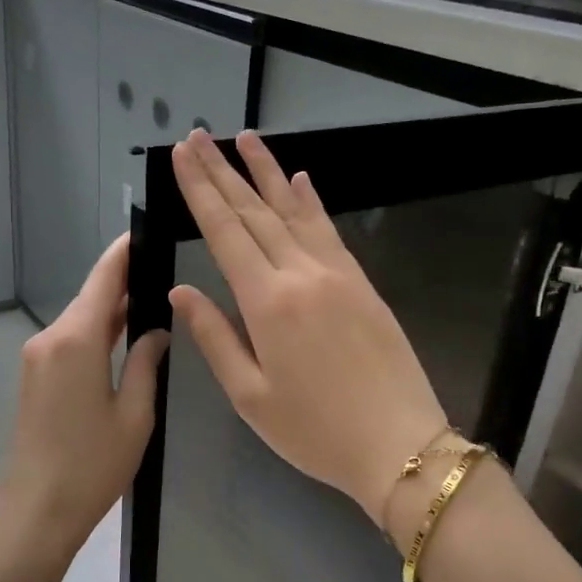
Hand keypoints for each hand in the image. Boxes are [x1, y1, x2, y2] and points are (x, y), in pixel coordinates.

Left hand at [0, 234, 169, 566]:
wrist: (35, 512)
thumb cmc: (92, 465)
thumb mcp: (134, 414)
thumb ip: (145, 362)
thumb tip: (156, 331)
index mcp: (76, 340)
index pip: (103, 278)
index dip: (124, 252)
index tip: (145, 231)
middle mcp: (50, 338)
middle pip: (91, 297)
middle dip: (124, 282)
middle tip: (165, 270)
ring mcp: (37, 358)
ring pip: (81, 320)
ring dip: (112, 310)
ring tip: (153, 300)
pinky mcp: (34, 377)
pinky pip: (70, 342)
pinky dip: (96, 333)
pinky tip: (124, 336)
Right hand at [168, 129, 448, 523]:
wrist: (400, 445)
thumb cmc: (315, 431)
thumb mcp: (251, 396)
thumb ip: (215, 337)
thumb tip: (181, 292)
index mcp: (267, 302)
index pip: (224, 232)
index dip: (199, 190)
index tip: (181, 154)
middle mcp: (301, 274)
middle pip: (254, 212)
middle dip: (222, 172)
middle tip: (198, 136)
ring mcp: (337, 274)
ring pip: (294, 211)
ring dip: (266, 172)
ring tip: (245, 139)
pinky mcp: (362, 283)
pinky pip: (329, 230)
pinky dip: (310, 201)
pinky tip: (301, 179)